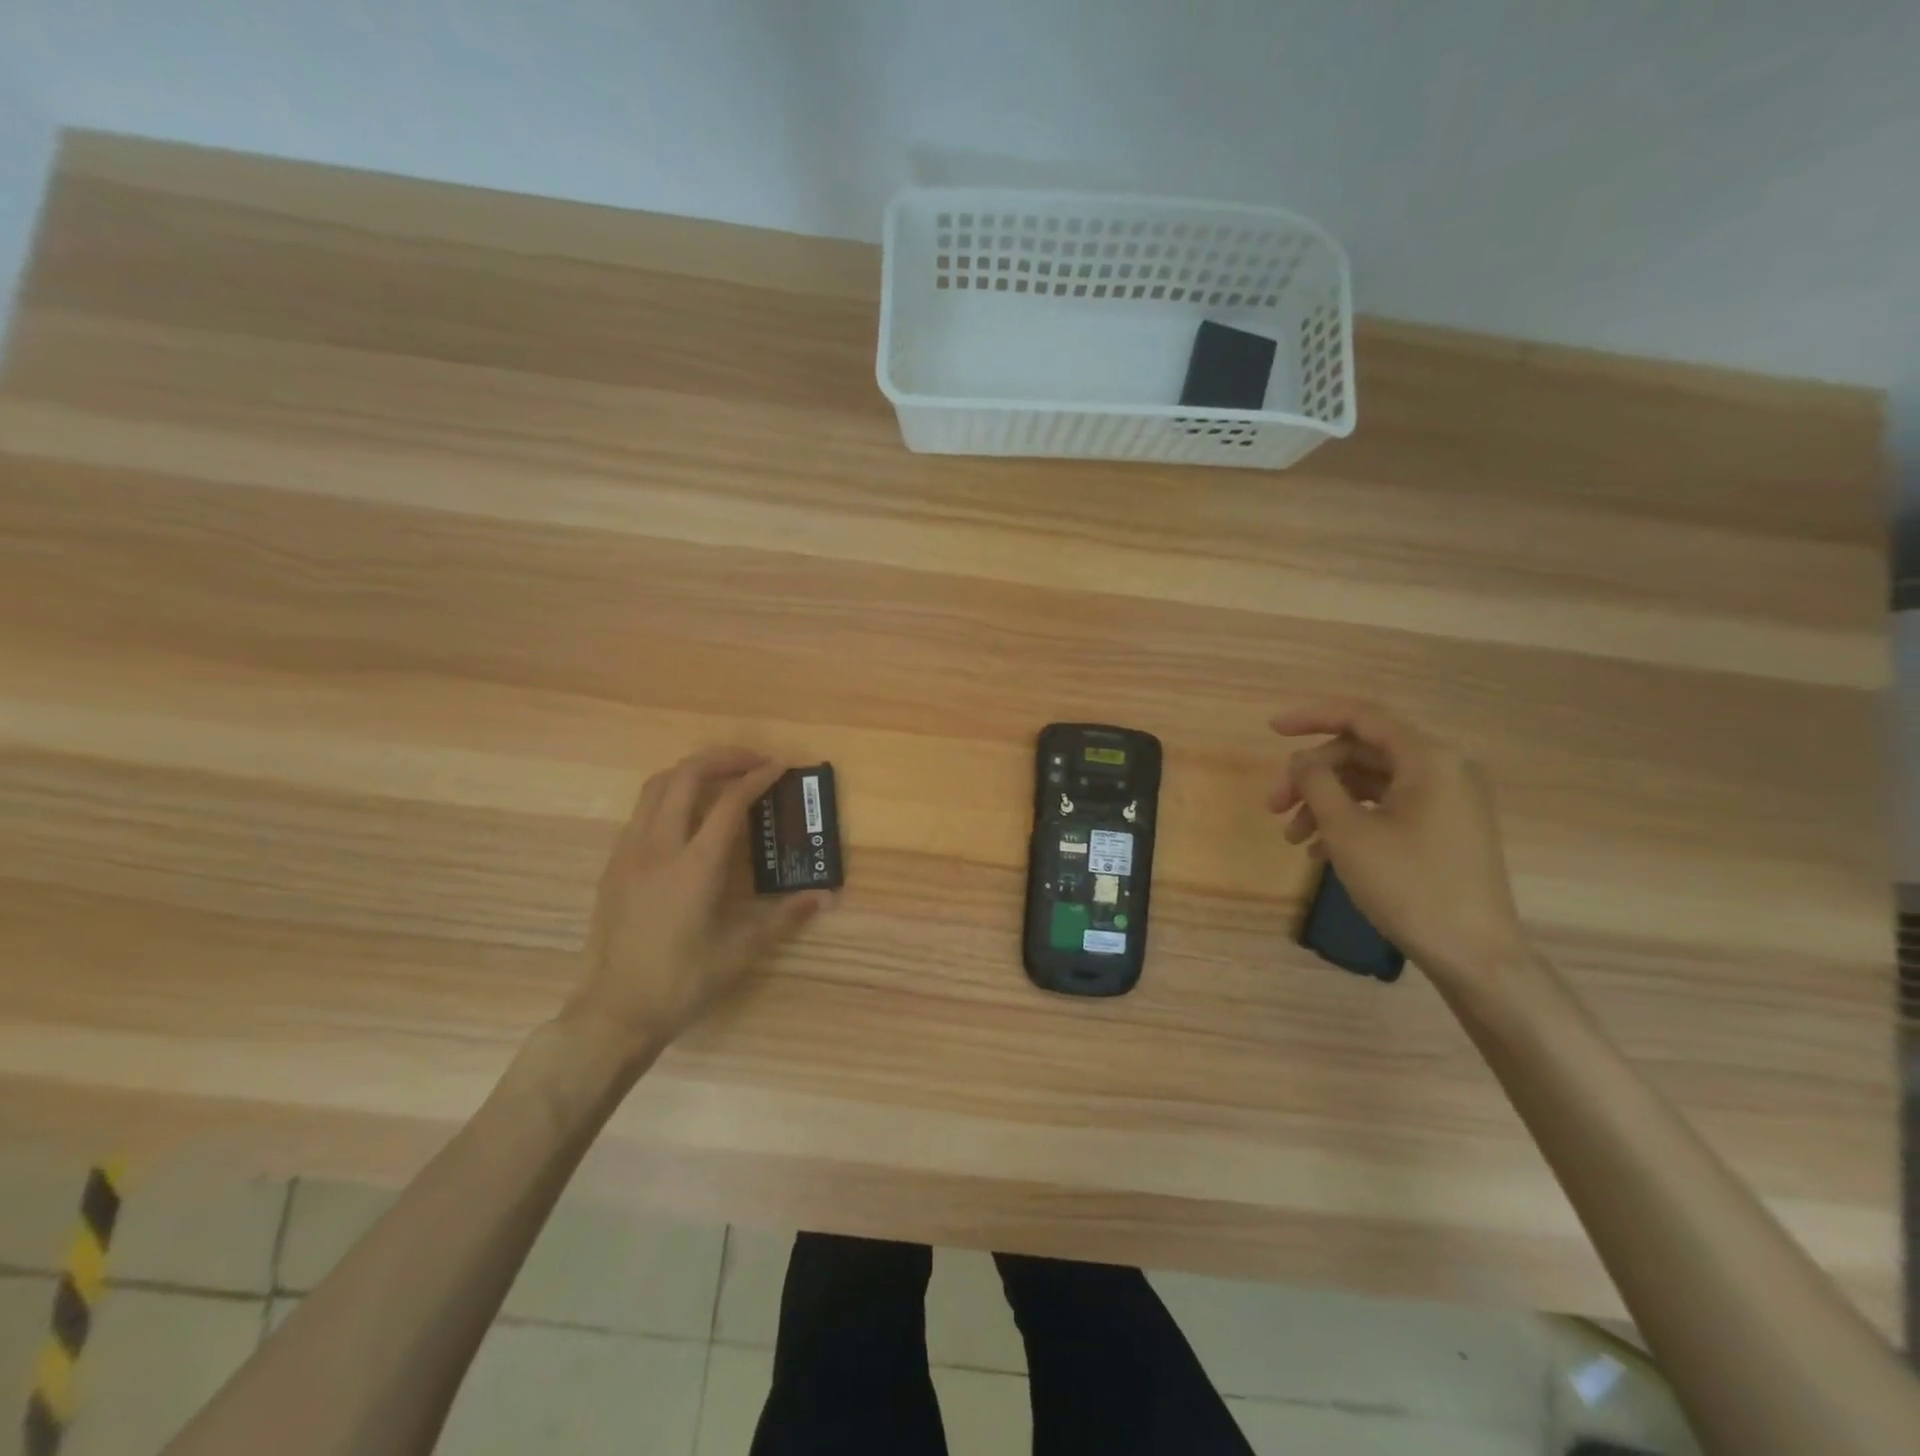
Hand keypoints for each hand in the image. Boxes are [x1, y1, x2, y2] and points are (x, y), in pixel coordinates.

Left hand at [567, 748, 829, 1061]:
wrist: (615, 1012)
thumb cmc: (682, 982)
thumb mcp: (740, 952)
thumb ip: (783, 918)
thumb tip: (821, 897)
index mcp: (695, 866)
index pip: (730, 802)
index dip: (757, 778)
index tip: (779, 767)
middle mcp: (659, 847)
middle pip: (685, 776)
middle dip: (723, 759)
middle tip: (753, 763)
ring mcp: (630, 853)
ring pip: (657, 786)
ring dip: (691, 772)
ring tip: (721, 779)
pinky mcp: (614, 865)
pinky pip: (642, 811)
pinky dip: (669, 796)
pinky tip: (687, 818)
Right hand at [1269, 699, 1529, 986]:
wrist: (1474, 953)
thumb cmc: (1408, 885)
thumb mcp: (1348, 831)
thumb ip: (1316, 783)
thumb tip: (1301, 760)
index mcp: (1428, 759)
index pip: (1361, 717)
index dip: (1311, 717)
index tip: (1271, 730)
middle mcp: (1443, 769)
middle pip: (1360, 753)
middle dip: (1311, 776)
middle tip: (1273, 806)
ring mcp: (1446, 800)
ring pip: (1369, 782)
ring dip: (1324, 802)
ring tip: (1292, 837)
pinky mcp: (1443, 827)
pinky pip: (1386, 806)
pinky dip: (1349, 819)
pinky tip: (1319, 851)